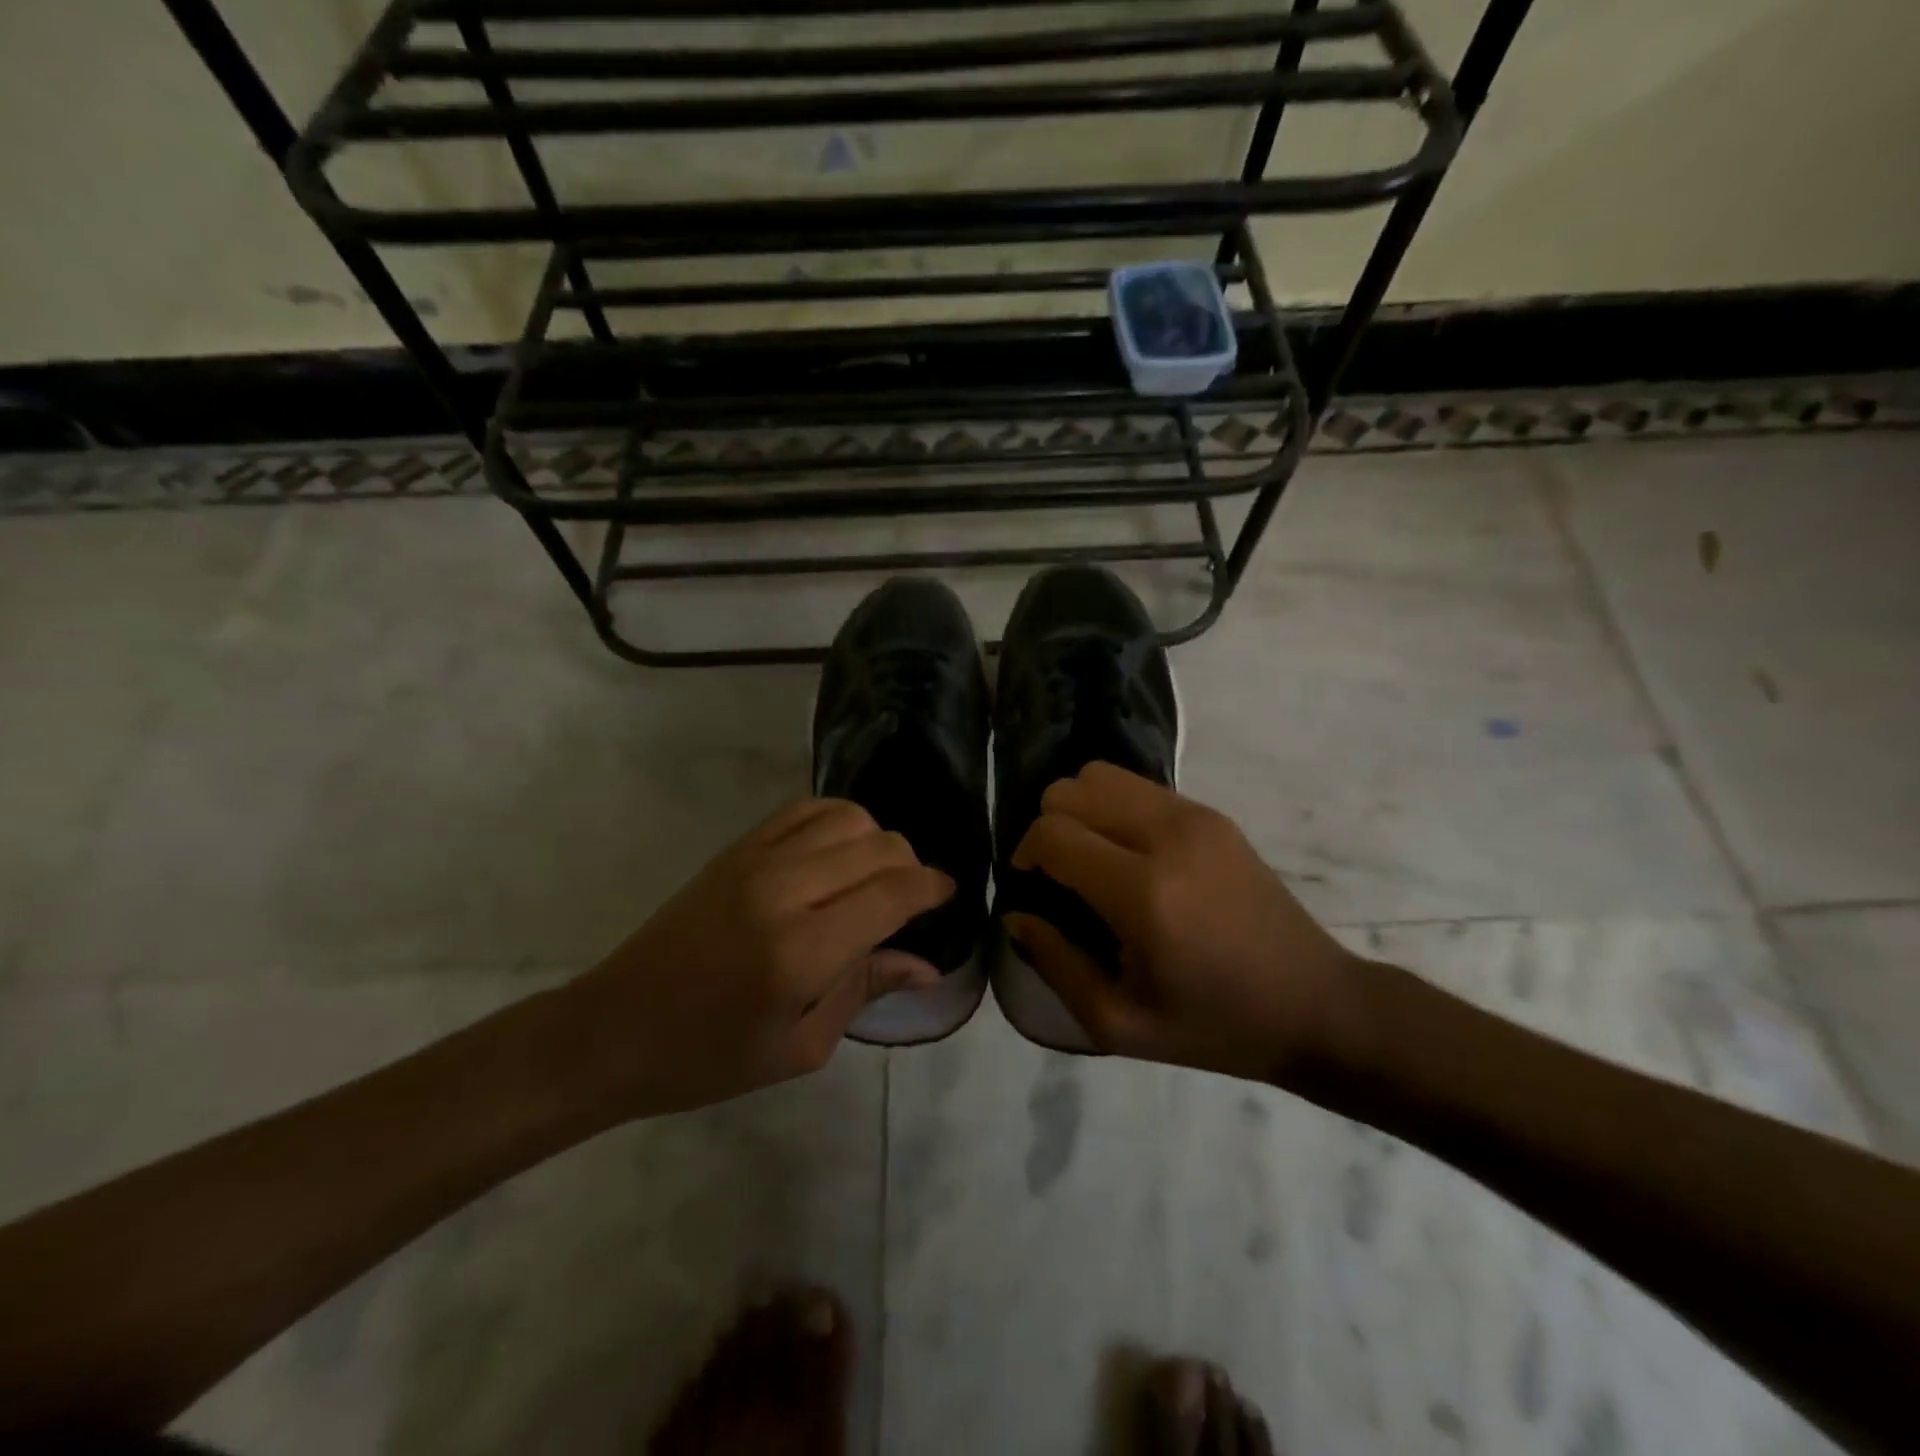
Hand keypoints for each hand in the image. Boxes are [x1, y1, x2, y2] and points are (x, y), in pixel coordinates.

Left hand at [565, 799, 953, 1118]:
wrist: (615, 1028)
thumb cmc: (709, 1057)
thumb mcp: (800, 1047)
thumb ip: (866, 990)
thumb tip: (927, 965)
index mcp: (802, 951)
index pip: (893, 893)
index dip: (932, 888)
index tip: (948, 896)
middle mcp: (785, 891)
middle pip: (878, 846)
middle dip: (911, 866)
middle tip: (911, 899)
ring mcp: (757, 860)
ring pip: (847, 816)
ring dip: (876, 839)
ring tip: (875, 875)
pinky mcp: (737, 849)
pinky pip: (804, 809)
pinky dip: (836, 820)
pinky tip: (838, 851)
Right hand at [1005, 762, 1361, 1085]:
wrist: (1317, 1005)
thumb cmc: (1214, 1026)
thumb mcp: (1119, 1023)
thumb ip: (1055, 964)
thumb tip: (1016, 914)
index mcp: (1142, 893)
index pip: (1052, 833)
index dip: (1025, 853)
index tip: (1031, 886)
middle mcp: (1166, 837)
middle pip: (1071, 789)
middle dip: (1048, 826)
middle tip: (1059, 874)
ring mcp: (1194, 817)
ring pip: (1101, 775)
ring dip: (1080, 810)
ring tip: (1091, 856)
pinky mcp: (1213, 814)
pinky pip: (1138, 787)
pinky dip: (1114, 808)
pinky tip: (1128, 853)